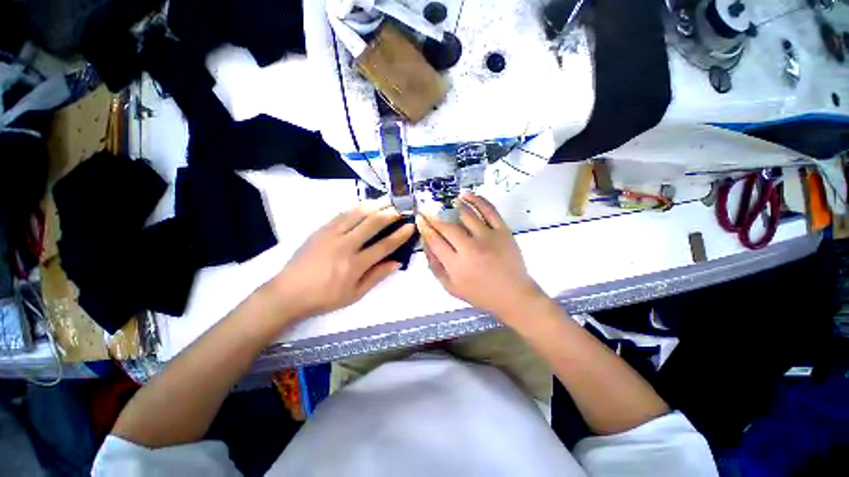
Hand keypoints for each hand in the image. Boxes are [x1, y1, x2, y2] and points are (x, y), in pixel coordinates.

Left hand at [264, 203, 414, 322]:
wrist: (288, 293)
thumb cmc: (324, 298)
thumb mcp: (354, 294)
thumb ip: (377, 276)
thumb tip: (397, 262)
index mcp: (355, 264)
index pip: (384, 245)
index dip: (400, 235)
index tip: (410, 226)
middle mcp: (345, 245)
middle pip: (373, 223)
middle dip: (390, 214)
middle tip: (401, 209)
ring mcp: (331, 234)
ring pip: (357, 214)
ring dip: (374, 205)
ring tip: (386, 201)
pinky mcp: (321, 230)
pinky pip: (342, 214)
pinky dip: (356, 208)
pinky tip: (364, 205)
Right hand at [416, 193, 546, 323]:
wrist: (513, 295)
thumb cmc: (480, 294)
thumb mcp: (451, 287)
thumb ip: (435, 266)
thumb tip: (426, 244)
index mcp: (456, 265)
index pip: (435, 240)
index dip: (424, 227)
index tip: (419, 218)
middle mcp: (470, 248)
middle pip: (447, 226)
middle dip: (433, 216)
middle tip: (426, 209)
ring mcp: (488, 237)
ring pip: (466, 214)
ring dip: (452, 205)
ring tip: (444, 201)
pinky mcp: (502, 231)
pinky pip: (488, 210)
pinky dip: (476, 199)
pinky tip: (466, 195)